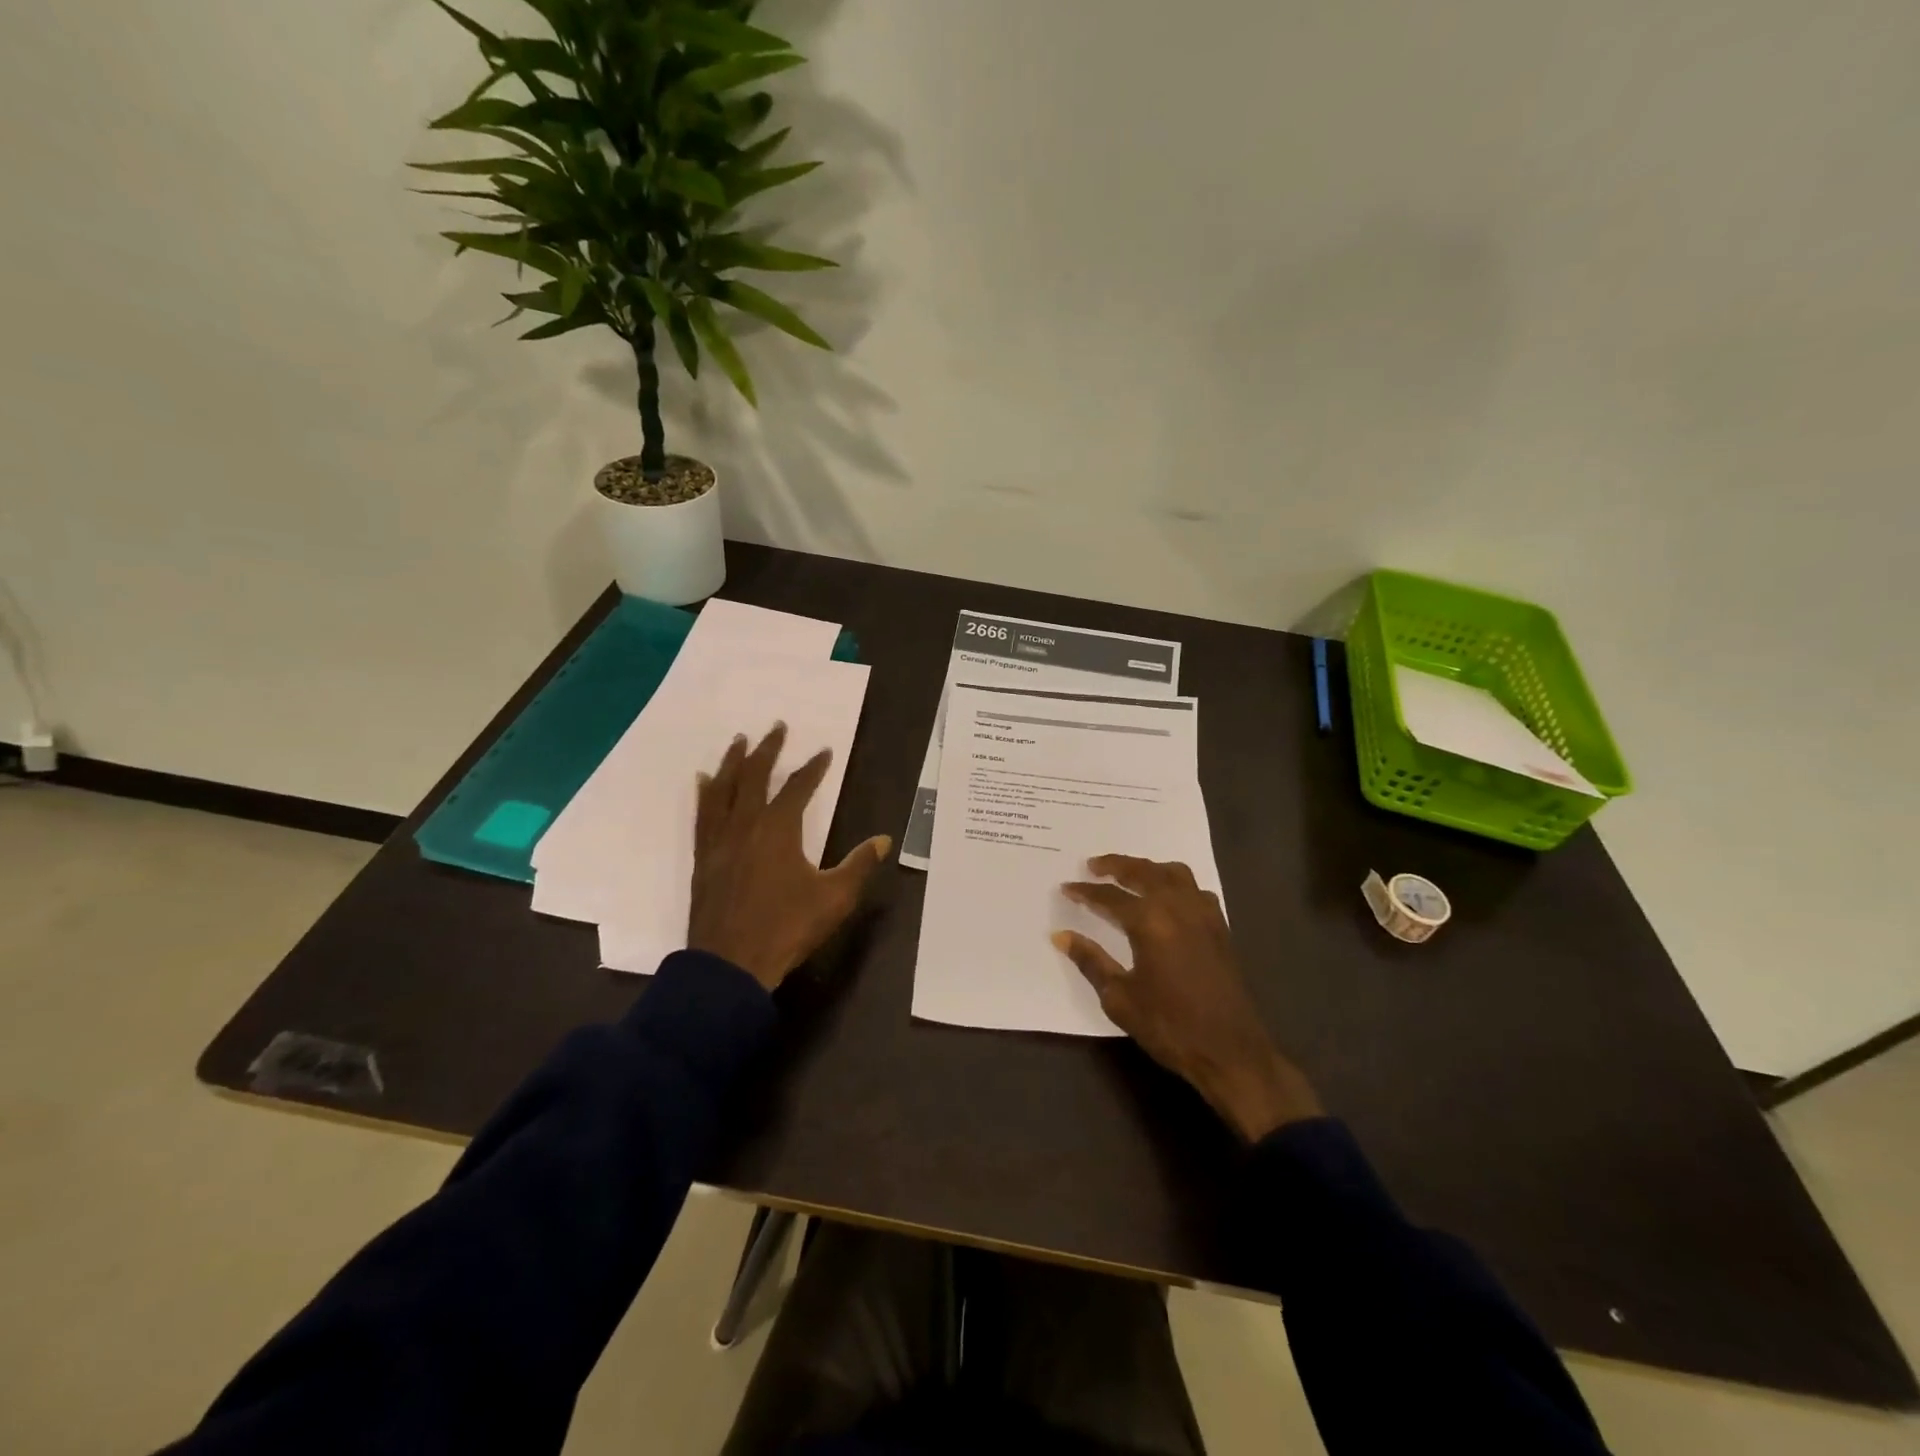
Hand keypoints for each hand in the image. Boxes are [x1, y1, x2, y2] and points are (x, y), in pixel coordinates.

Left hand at [688, 723, 891, 990]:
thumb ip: (859, 865)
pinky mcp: (702, 858)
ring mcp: (719, 840)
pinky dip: (705, 793)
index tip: (824, 751)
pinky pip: (702, 814)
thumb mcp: (834, 898)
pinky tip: (703, 782)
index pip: (798, 788)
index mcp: (778, 829)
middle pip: (754, 777)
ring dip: (733, 762)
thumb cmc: (786, 928)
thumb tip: (883, 840)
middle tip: (776, 727)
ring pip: (723, 789)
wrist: (730, 965)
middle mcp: (745, 825)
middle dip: (767, 750)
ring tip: (738, 741)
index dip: (813, 768)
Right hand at [1055, 855, 1321, 1142]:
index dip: (1085, 892)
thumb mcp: (1120, 998)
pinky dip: (1175, 883)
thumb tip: (1061, 936)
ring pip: (1173, 873)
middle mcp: (1177, 907)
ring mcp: (1203, 914)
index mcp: (1150, 921)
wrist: (1230, 1051)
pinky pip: (1194, 889)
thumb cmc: (1169, 1026)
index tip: (1066, 887)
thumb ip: (1090, 960)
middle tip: (1092, 866)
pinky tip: (1167, 897)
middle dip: (1115, 865)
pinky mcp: (1219, 926)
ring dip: (1147, 867)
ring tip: (1129, 874)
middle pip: (1143, 871)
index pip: (1110, 896)